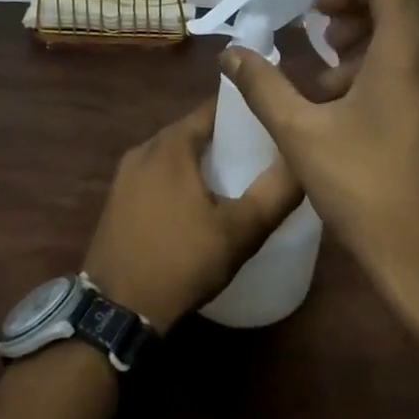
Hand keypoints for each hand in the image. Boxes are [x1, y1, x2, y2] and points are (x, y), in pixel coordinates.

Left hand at [81, 98, 302, 328]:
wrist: (116, 311)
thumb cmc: (180, 262)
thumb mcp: (239, 231)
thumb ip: (275, 193)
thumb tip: (303, 160)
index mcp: (171, 144)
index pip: (213, 108)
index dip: (244, 111)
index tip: (271, 122)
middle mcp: (144, 148)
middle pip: (193, 130)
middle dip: (225, 138)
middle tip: (260, 154)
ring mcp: (125, 175)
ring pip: (173, 154)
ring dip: (201, 161)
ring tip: (235, 179)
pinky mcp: (117, 200)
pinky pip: (156, 175)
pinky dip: (179, 179)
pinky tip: (198, 204)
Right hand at [221, 0, 418, 317]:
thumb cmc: (372, 195)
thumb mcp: (303, 137)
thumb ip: (264, 87)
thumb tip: (231, 53)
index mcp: (409, 52)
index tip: (315, 16)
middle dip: (364, 7)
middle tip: (329, 42)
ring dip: (379, 39)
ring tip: (337, 85)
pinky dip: (400, 64)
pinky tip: (366, 115)